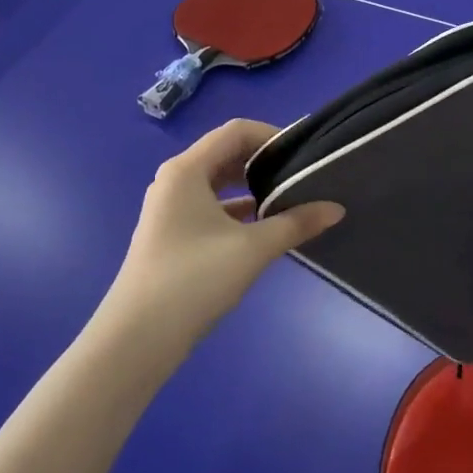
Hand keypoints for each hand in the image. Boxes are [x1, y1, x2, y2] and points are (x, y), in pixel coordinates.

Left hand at [108, 119, 343, 344]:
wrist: (136, 340)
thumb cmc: (193, 280)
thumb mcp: (252, 249)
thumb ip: (296, 223)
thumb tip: (336, 209)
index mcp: (187, 170)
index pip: (236, 131)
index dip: (272, 135)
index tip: (303, 153)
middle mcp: (175, 180)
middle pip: (226, 153)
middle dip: (264, 161)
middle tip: (302, 174)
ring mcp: (170, 208)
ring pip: (219, 182)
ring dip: (252, 186)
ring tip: (290, 198)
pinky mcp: (172, 233)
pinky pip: (211, 206)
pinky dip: (238, 209)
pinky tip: (265, 227)